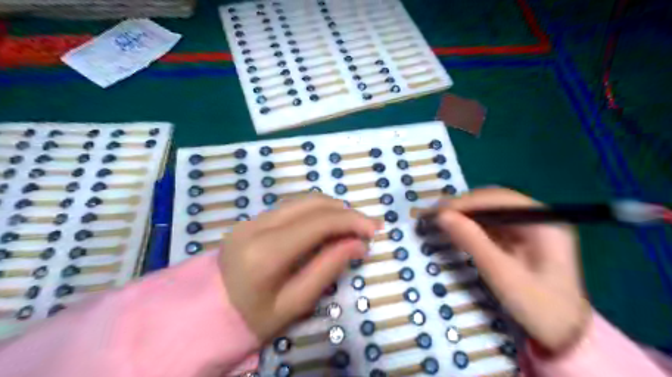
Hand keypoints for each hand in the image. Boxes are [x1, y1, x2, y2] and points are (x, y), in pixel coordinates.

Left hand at [219, 195, 379, 341]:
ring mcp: (252, 219)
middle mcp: (257, 226)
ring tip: (351, 226)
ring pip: (302, 200)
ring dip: (331, 209)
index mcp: (266, 252)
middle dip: (345, 211)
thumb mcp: (294, 304)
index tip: (374, 230)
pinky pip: (291, 207)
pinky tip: (327, 226)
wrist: (206, 314)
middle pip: (312, 203)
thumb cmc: (252, 318)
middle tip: (367, 226)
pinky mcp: (252, 219)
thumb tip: (359, 245)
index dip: (351, 221)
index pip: (318, 222)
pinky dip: (315, 212)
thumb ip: (328, 269)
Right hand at [436, 189, 588, 355]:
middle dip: (464, 206)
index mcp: (545, 223)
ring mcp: (530, 227)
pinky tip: (457, 229)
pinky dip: (472, 225)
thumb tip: (442, 216)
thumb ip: (472, 242)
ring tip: (441, 220)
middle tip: (435, 215)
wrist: (564, 334)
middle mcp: (539, 218)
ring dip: (465, 214)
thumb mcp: (503, 275)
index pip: (500, 199)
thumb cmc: (539, 307)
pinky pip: (492, 223)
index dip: (467, 202)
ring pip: (491, 210)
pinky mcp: (521, 237)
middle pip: (495, 201)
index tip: (438, 211)